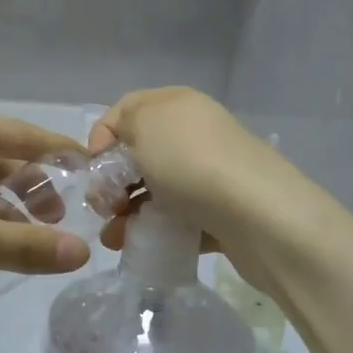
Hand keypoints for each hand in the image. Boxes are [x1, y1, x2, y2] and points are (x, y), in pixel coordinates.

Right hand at [89, 88, 315, 298]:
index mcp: (177, 104)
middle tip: (104, 209)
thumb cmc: (192, 162)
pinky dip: (157, 232)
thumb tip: (120, 144)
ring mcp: (211, 174)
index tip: (92, 170)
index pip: (126, 111)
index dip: (102, 137)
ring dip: (129, 213)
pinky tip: (142, 247)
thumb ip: (123, 123)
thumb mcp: (145, 124)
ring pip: (157, 191)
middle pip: (140, 155)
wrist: (260, 216)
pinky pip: (179, 220)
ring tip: (115, 239)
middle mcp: (195, 134)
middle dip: (113, 183)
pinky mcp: (221, 213)